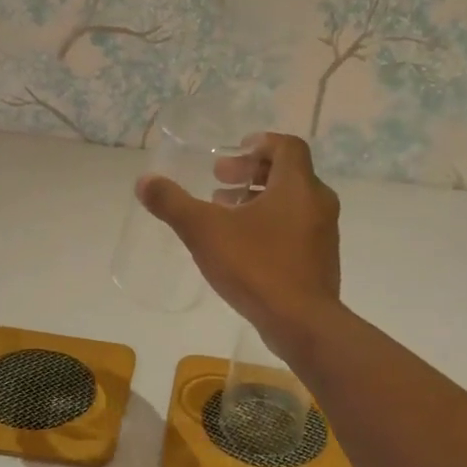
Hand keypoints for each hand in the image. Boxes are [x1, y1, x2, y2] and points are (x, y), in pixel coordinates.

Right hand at [137, 132, 342, 350]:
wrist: (302, 323)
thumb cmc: (256, 266)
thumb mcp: (205, 231)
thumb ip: (173, 204)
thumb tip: (144, 182)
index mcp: (297, 185)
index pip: (286, 146)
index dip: (259, 144)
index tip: (232, 154)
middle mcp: (317, 202)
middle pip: (288, 173)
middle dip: (251, 174)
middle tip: (219, 182)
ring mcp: (323, 234)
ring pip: (292, 203)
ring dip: (259, 200)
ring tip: (225, 213)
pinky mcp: (321, 261)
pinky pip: (296, 228)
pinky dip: (271, 224)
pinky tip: (244, 247)